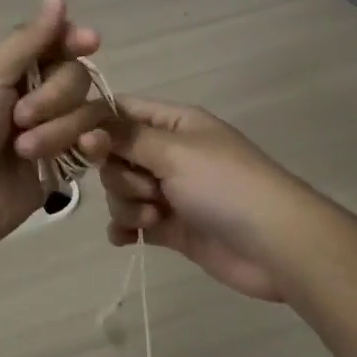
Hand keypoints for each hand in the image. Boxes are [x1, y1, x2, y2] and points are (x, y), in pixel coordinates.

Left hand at [0, 0, 114, 259]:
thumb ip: (29, 39)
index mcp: (8, 70)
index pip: (54, 44)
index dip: (73, 40)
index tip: (89, 43)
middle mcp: (31, 96)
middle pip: (75, 77)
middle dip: (55, 96)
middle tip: (21, 117)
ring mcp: (48, 133)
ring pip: (85, 112)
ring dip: (60, 127)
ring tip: (25, 150)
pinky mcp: (59, 169)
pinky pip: (91, 147)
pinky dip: (91, 145)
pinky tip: (85, 151)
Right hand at [102, 97, 319, 301]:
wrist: (275, 246)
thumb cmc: (225, 185)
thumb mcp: (174, 152)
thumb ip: (126, 138)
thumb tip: (86, 126)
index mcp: (174, 124)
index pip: (121, 111)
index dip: (96, 125)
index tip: (81, 144)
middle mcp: (168, 153)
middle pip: (115, 155)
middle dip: (120, 174)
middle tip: (147, 187)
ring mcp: (170, 191)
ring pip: (121, 190)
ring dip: (127, 204)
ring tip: (154, 217)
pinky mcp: (171, 227)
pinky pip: (131, 222)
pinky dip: (125, 228)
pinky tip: (127, 238)